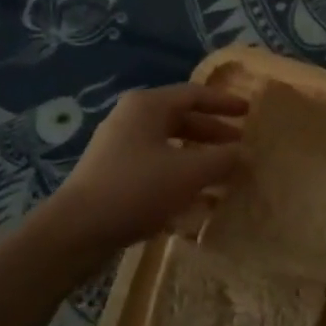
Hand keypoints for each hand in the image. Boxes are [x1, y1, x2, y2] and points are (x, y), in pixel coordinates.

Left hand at [37, 84, 245, 261]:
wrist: (76, 231)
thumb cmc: (137, 189)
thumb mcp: (189, 173)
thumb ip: (223, 159)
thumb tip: (246, 154)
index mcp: (148, 106)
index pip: (194, 94)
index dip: (224, 103)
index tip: (249, 112)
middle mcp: (131, 118)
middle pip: (181, 119)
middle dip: (213, 134)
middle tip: (240, 146)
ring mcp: (119, 147)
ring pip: (169, 145)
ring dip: (198, 158)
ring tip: (224, 174)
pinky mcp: (113, 174)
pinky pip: (155, 166)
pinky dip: (179, 175)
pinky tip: (198, 199)